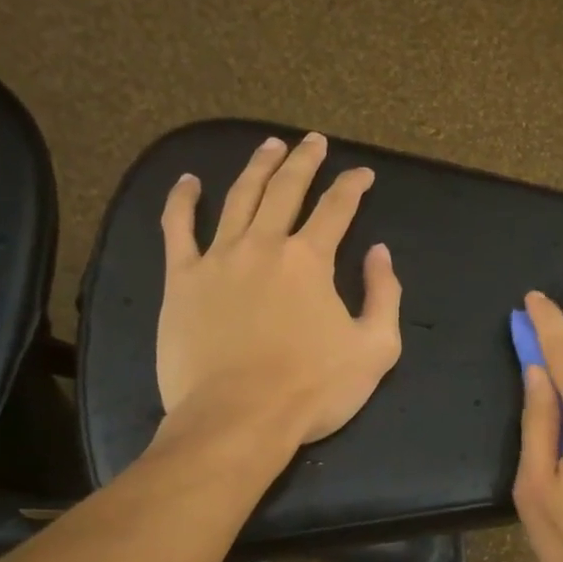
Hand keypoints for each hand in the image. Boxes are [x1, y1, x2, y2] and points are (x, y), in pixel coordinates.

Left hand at [157, 133, 401, 446]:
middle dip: (305, 161)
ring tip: (269, 146)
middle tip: (314, 141)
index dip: (353, 186)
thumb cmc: (312, 389)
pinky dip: (182, 200)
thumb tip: (380, 252)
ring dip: (256, 167)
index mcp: (310, 260)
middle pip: (286, 189)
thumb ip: (385, 295)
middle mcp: (264, 245)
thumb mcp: (376, 349)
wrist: (238, 419)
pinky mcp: (181, 280)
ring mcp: (217, 259)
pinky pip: (177, 229)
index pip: (337, 208)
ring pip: (238, 197)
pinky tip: (188, 181)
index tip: (363, 174)